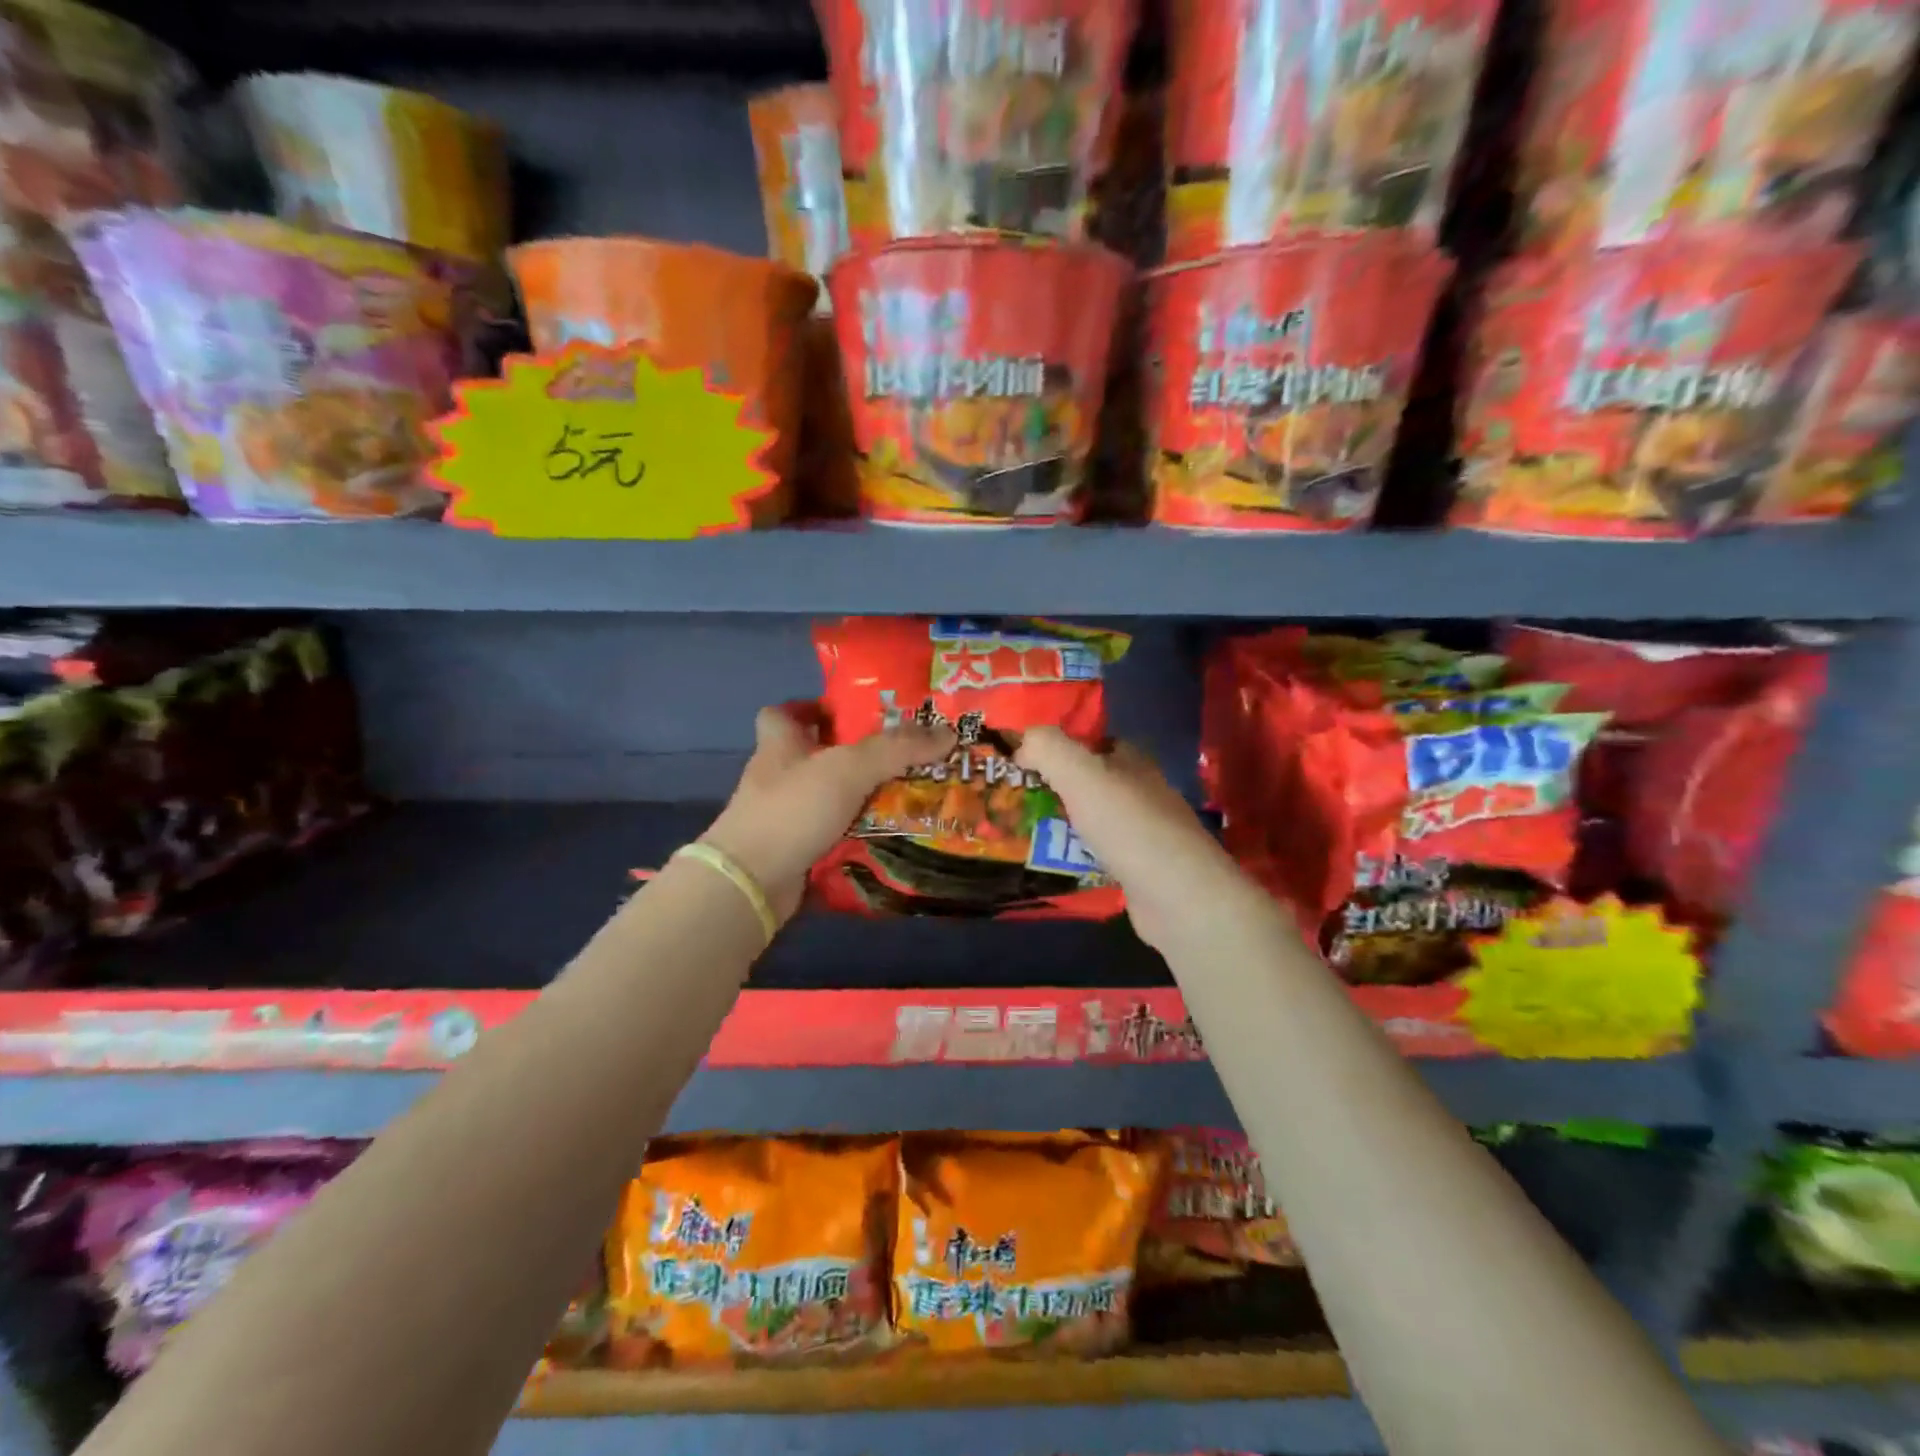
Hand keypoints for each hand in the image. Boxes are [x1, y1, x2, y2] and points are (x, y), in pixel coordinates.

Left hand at [701, 704, 952, 923]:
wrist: (752, 882)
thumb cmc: (792, 809)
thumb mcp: (849, 768)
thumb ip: (896, 748)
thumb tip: (948, 732)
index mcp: (780, 744)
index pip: (783, 713)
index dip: (811, 707)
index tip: (849, 712)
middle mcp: (778, 776)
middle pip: (815, 755)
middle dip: (855, 754)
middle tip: (902, 754)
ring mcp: (784, 816)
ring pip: (829, 797)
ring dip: (861, 796)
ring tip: (908, 793)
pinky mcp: (794, 849)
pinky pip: (833, 833)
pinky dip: (857, 833)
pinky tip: (889, 833)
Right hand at [1015, 728, 1283, 956]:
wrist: (1178, 898)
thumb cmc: (1128, 827)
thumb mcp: (1081, 775)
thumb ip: (1049, 748)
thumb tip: (1023, 741)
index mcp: (1133, 762)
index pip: (1095, 742)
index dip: (1061, 746)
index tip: (1023, 759)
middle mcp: (1142, 793)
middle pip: (1093, 782)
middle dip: (1057, 788)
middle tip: (1016, 799)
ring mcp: (1145, 834)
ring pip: (1095, 820)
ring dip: (1064, 825)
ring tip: (1023, 832)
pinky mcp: (1142, 870)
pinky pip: (1100, 855)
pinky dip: (1077, 857)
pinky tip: (1053, 864)